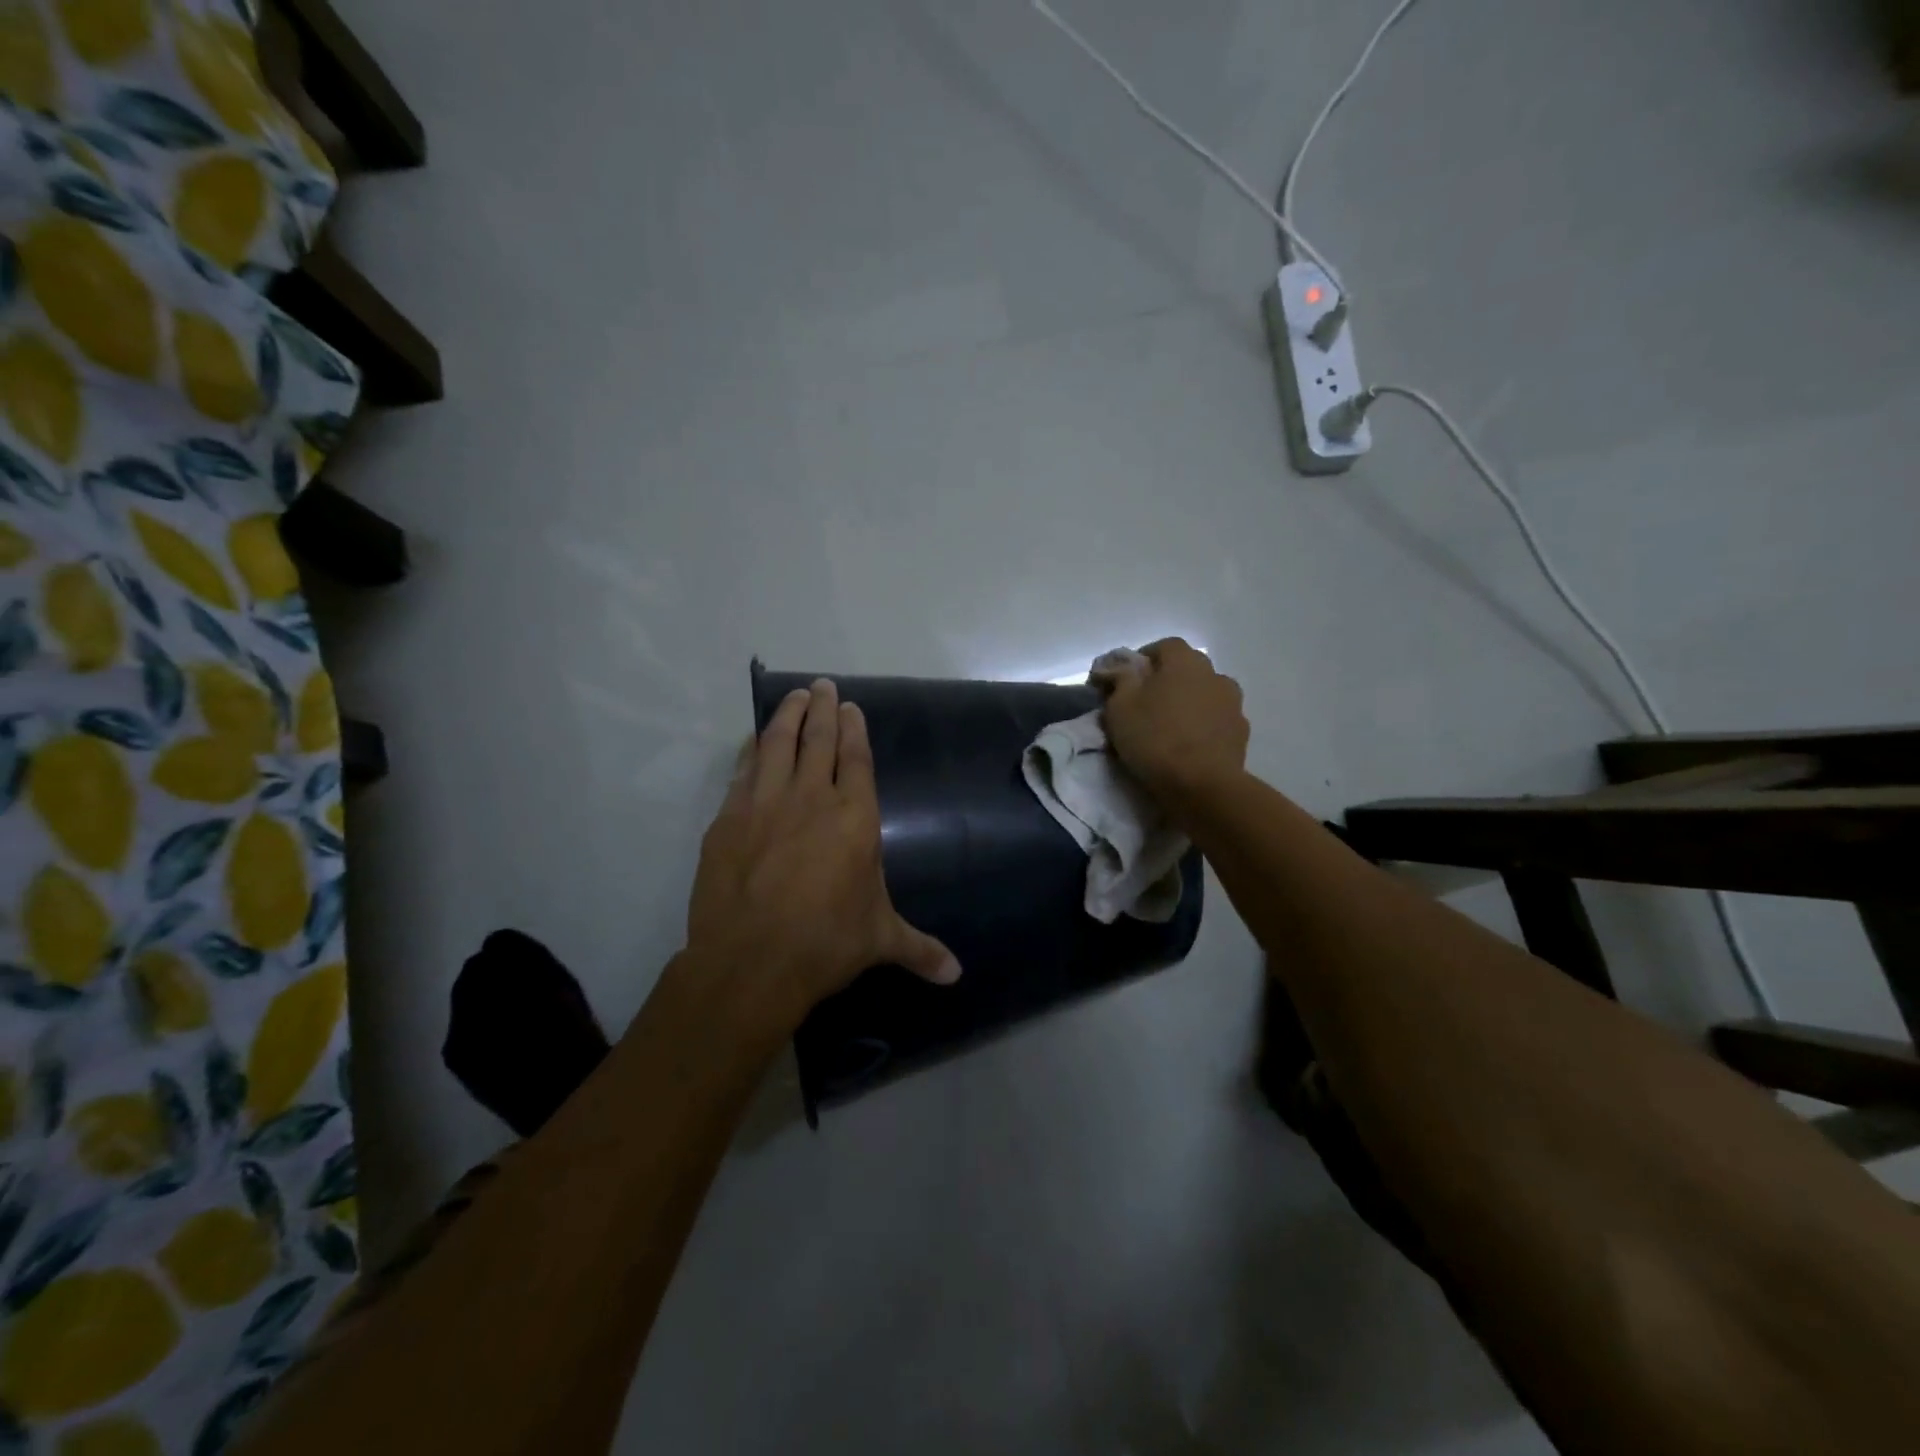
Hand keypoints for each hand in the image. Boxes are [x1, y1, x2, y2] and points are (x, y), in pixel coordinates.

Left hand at [683, 679, 960, 1037]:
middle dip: (821, 709)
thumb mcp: (879, 941)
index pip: (855, 759)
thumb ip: (919, 948)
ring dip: (786, 716)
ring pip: (776, 745)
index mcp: (854, 818)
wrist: (751, 961)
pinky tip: (752, 741)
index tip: (849, 705)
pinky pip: (741, 772)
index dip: (853, 729)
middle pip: (817, 741)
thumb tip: (956, 975)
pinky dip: (749, 751)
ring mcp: (764, 805)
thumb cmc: (826, 943)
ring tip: (793, 696)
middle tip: (821, 685)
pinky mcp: (728, 820)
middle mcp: (811, 799)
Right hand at [1099, 638, 1248, 802]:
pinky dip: (1204, 725)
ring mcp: (1232, 704)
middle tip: (1146, 702)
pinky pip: (1217, 719)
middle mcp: (1214, 674)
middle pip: (1188, 668)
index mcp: (1184, 662)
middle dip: (1168, 679)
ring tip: (1170, 725)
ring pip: (1206, 693)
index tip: (1127, 678)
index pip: (1165, 646)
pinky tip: (1189, 744)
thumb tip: (1119, 667)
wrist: (1202, 785)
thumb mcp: (1120, 707)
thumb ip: (1119, 680)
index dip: (1144, 658)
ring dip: (1189, 702)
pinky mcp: (1241, 732)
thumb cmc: (1155, 739)